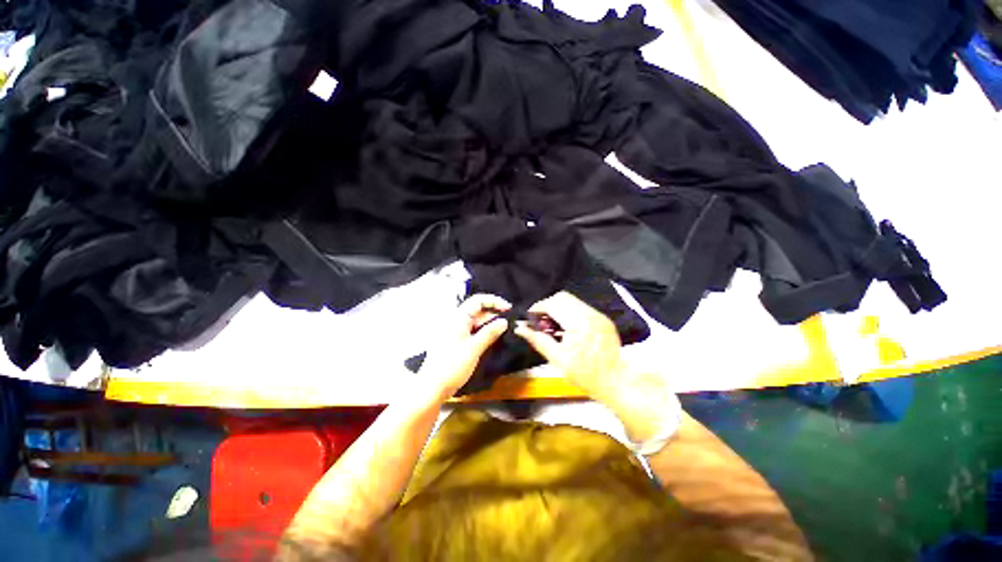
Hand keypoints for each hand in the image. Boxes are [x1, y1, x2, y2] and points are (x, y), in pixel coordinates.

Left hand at [417, 294, 509, 401]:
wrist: (432, 388)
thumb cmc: (452, 366)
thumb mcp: (474, 348)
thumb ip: (489, 333)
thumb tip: (504, 321)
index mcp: (458, 318)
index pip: (478, 300)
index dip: (494, 301)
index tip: (508, 309)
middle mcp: (456, 321)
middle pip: (477, 310)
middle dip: (494, 313)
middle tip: (510, 322)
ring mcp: (455, 331)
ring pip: (476, 321)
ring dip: (490, 324)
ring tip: (505, 330)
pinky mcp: (456, 341)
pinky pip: (472, 331)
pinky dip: (483, 332)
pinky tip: (493, 338)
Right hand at [513, 292, 626, 404]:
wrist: (615, 383)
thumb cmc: (585, 375)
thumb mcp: (557, 359)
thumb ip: (537, 340)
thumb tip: (519, 328)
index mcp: (580, 322)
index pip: (553, 303)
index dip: (538, 308)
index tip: (529, 319)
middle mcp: (591, 313)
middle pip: (563, 297)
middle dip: (547, 306)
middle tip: (540, 323)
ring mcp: (599, 315)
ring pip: (572, 301)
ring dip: (558, 309)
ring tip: (552, 327)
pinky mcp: (603, 319)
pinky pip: (581, 308)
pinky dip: (569, 313)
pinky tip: (566, 329)